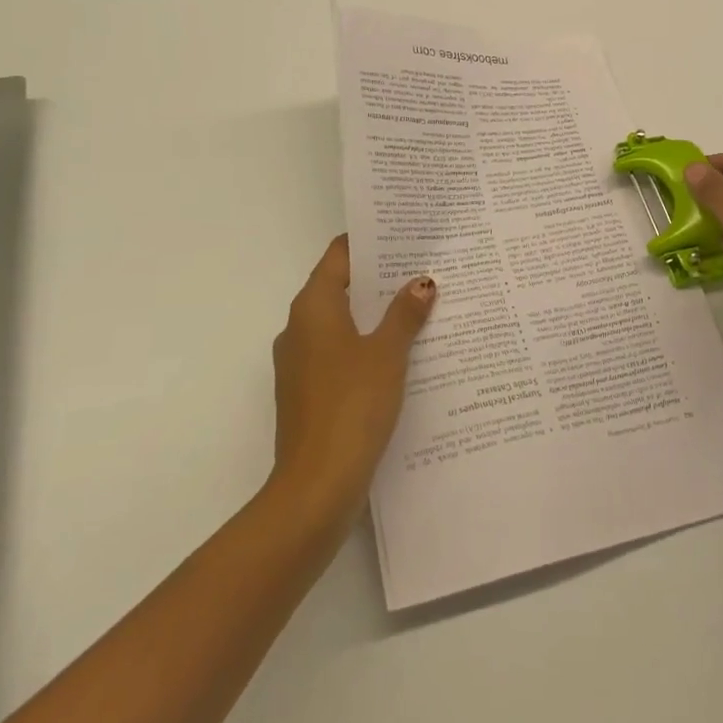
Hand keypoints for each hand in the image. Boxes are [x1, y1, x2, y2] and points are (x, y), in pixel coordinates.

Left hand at [269, 236, 435, 526]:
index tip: (402, 234)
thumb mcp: (388, 353)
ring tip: (420, 307)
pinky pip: (339, 353)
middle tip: (422, 268)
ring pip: (341, 323)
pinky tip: (401, 355)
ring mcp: (300, 362)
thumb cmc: (352, 405)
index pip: (339, 256)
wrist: (316, 487)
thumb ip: (405, 314)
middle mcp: (299, 327)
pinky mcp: (307, 393)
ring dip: (375, 315)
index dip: (369, 242)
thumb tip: (422, 283)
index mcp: (313, 307)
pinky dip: (365, 346)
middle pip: (340, 287)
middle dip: (379, 278)